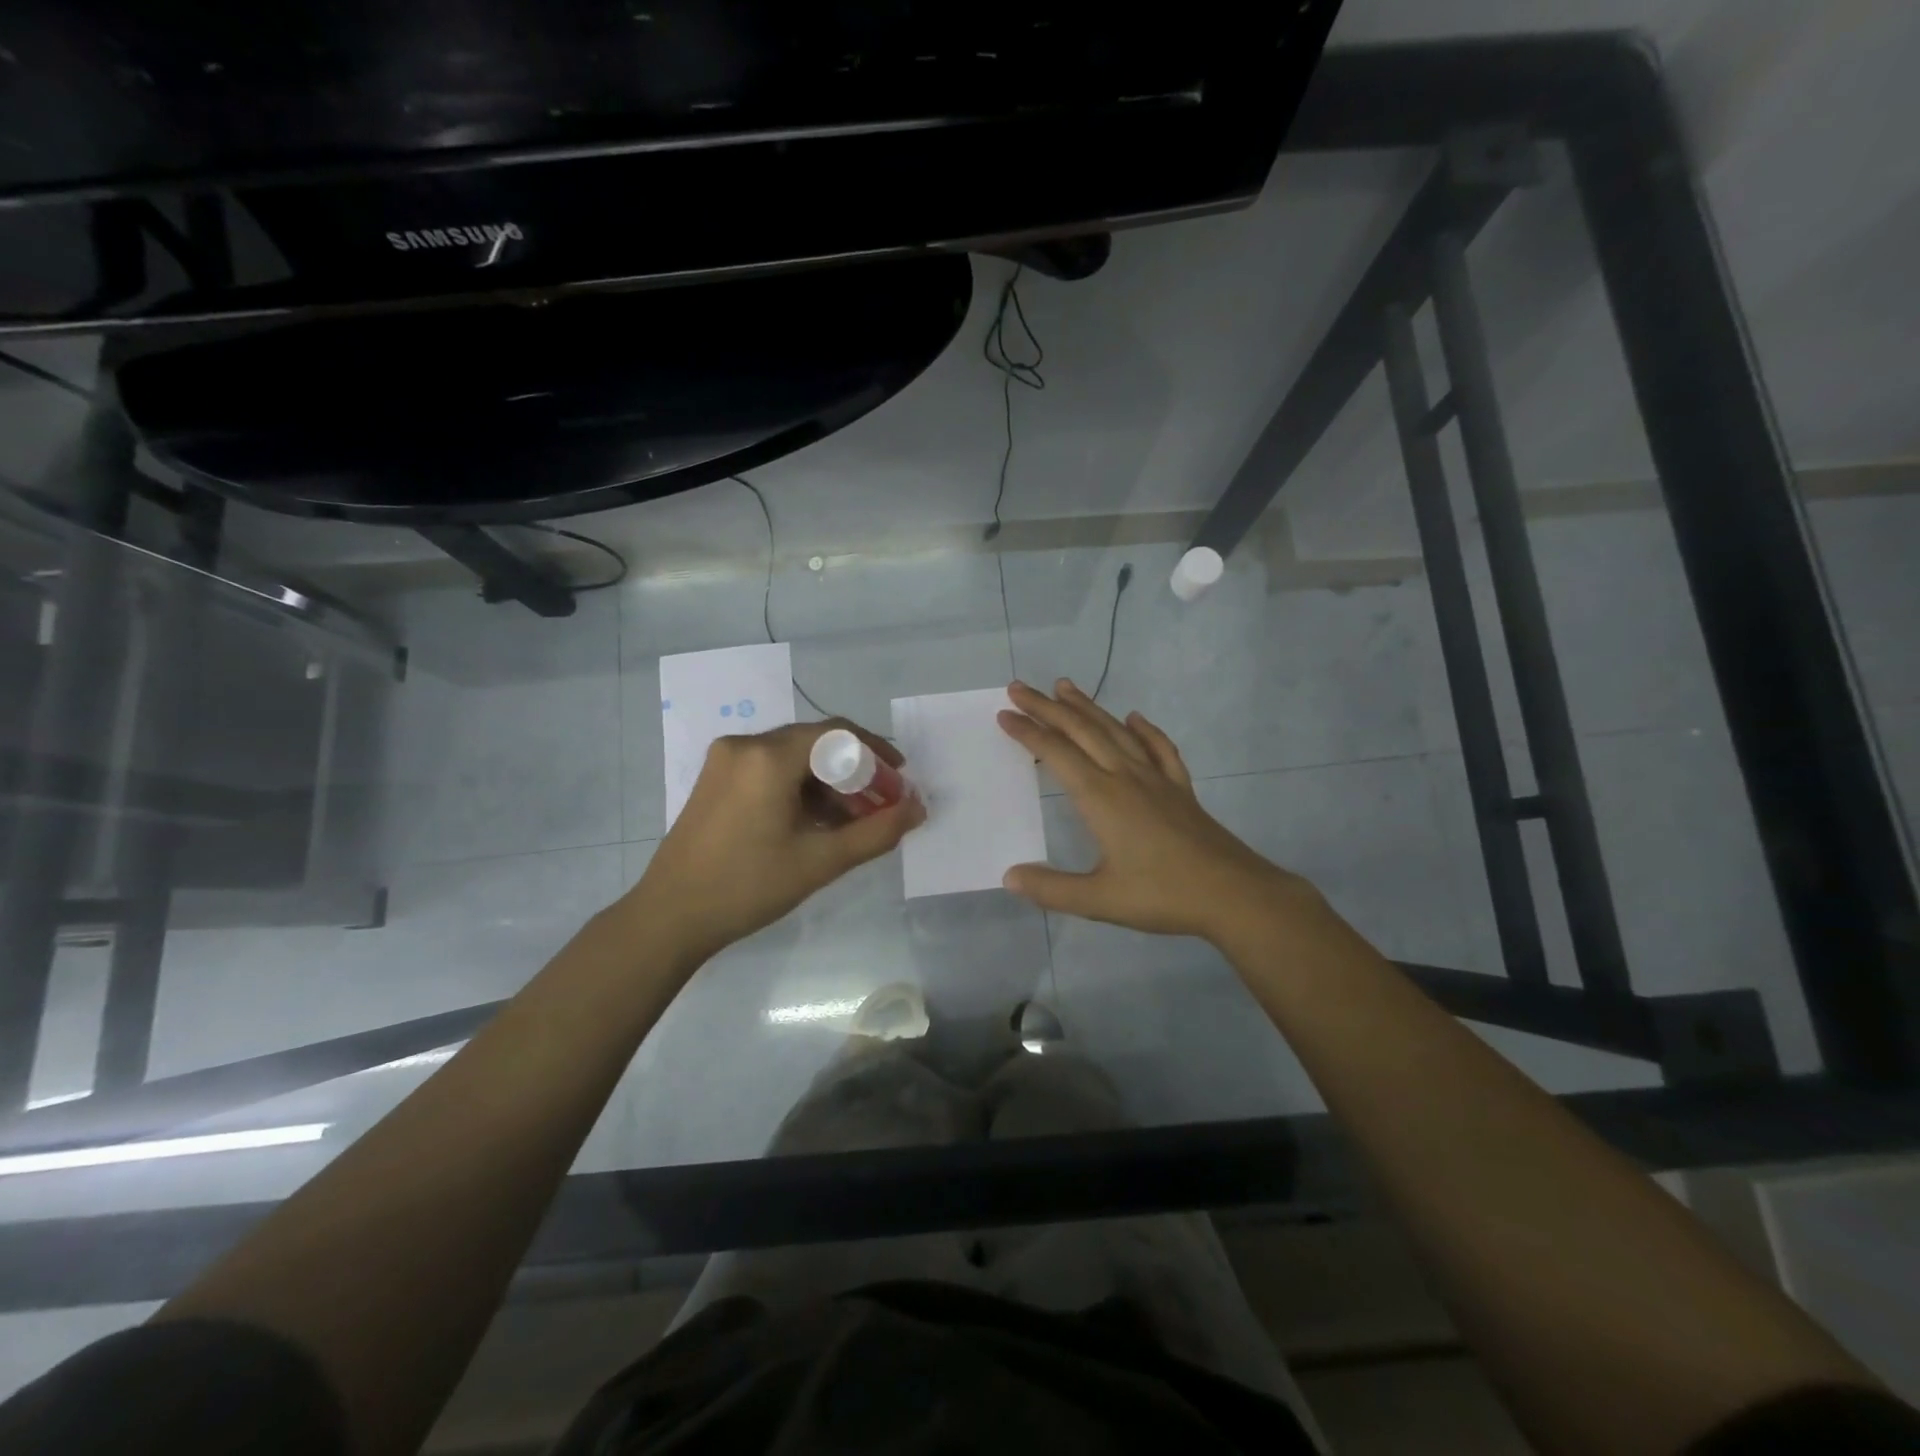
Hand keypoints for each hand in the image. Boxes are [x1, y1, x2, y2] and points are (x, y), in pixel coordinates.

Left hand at [627, 719, 924, 963]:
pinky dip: (801, 788)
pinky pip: (770, 769)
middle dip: (855, 771)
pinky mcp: (716, 779)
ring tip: (854, 820)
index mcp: (768, 756)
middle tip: (882, 804)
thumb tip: (918, 808)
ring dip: (829, 782)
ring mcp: (725, 760)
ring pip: (794, 757)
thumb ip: (877, 831)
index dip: (876, 753)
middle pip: (816, 743)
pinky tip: (817, 821)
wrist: (669, 917)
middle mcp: (745, 745)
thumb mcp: (820, 861)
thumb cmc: (748, 886)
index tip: (900, 780)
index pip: (838, 734)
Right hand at [997, 680, 1310, 941]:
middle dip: (1048, 707)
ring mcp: (1157, 779)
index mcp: (1101, 797)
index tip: (1004, 714)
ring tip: (1066, 687)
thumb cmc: (1162, 895)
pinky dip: (1145, 730)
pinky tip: (1136, 719)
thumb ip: (1052, 889)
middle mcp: (1126, 777)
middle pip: (1082, 731)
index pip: (1056, 754)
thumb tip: (1010, 877)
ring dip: (1088, 707)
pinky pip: (1159, 749)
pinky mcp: (1181, 789)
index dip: (1028, 732)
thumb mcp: (1099, 899)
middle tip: (1020, 687)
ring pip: (1117, 732)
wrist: (1233, 894)